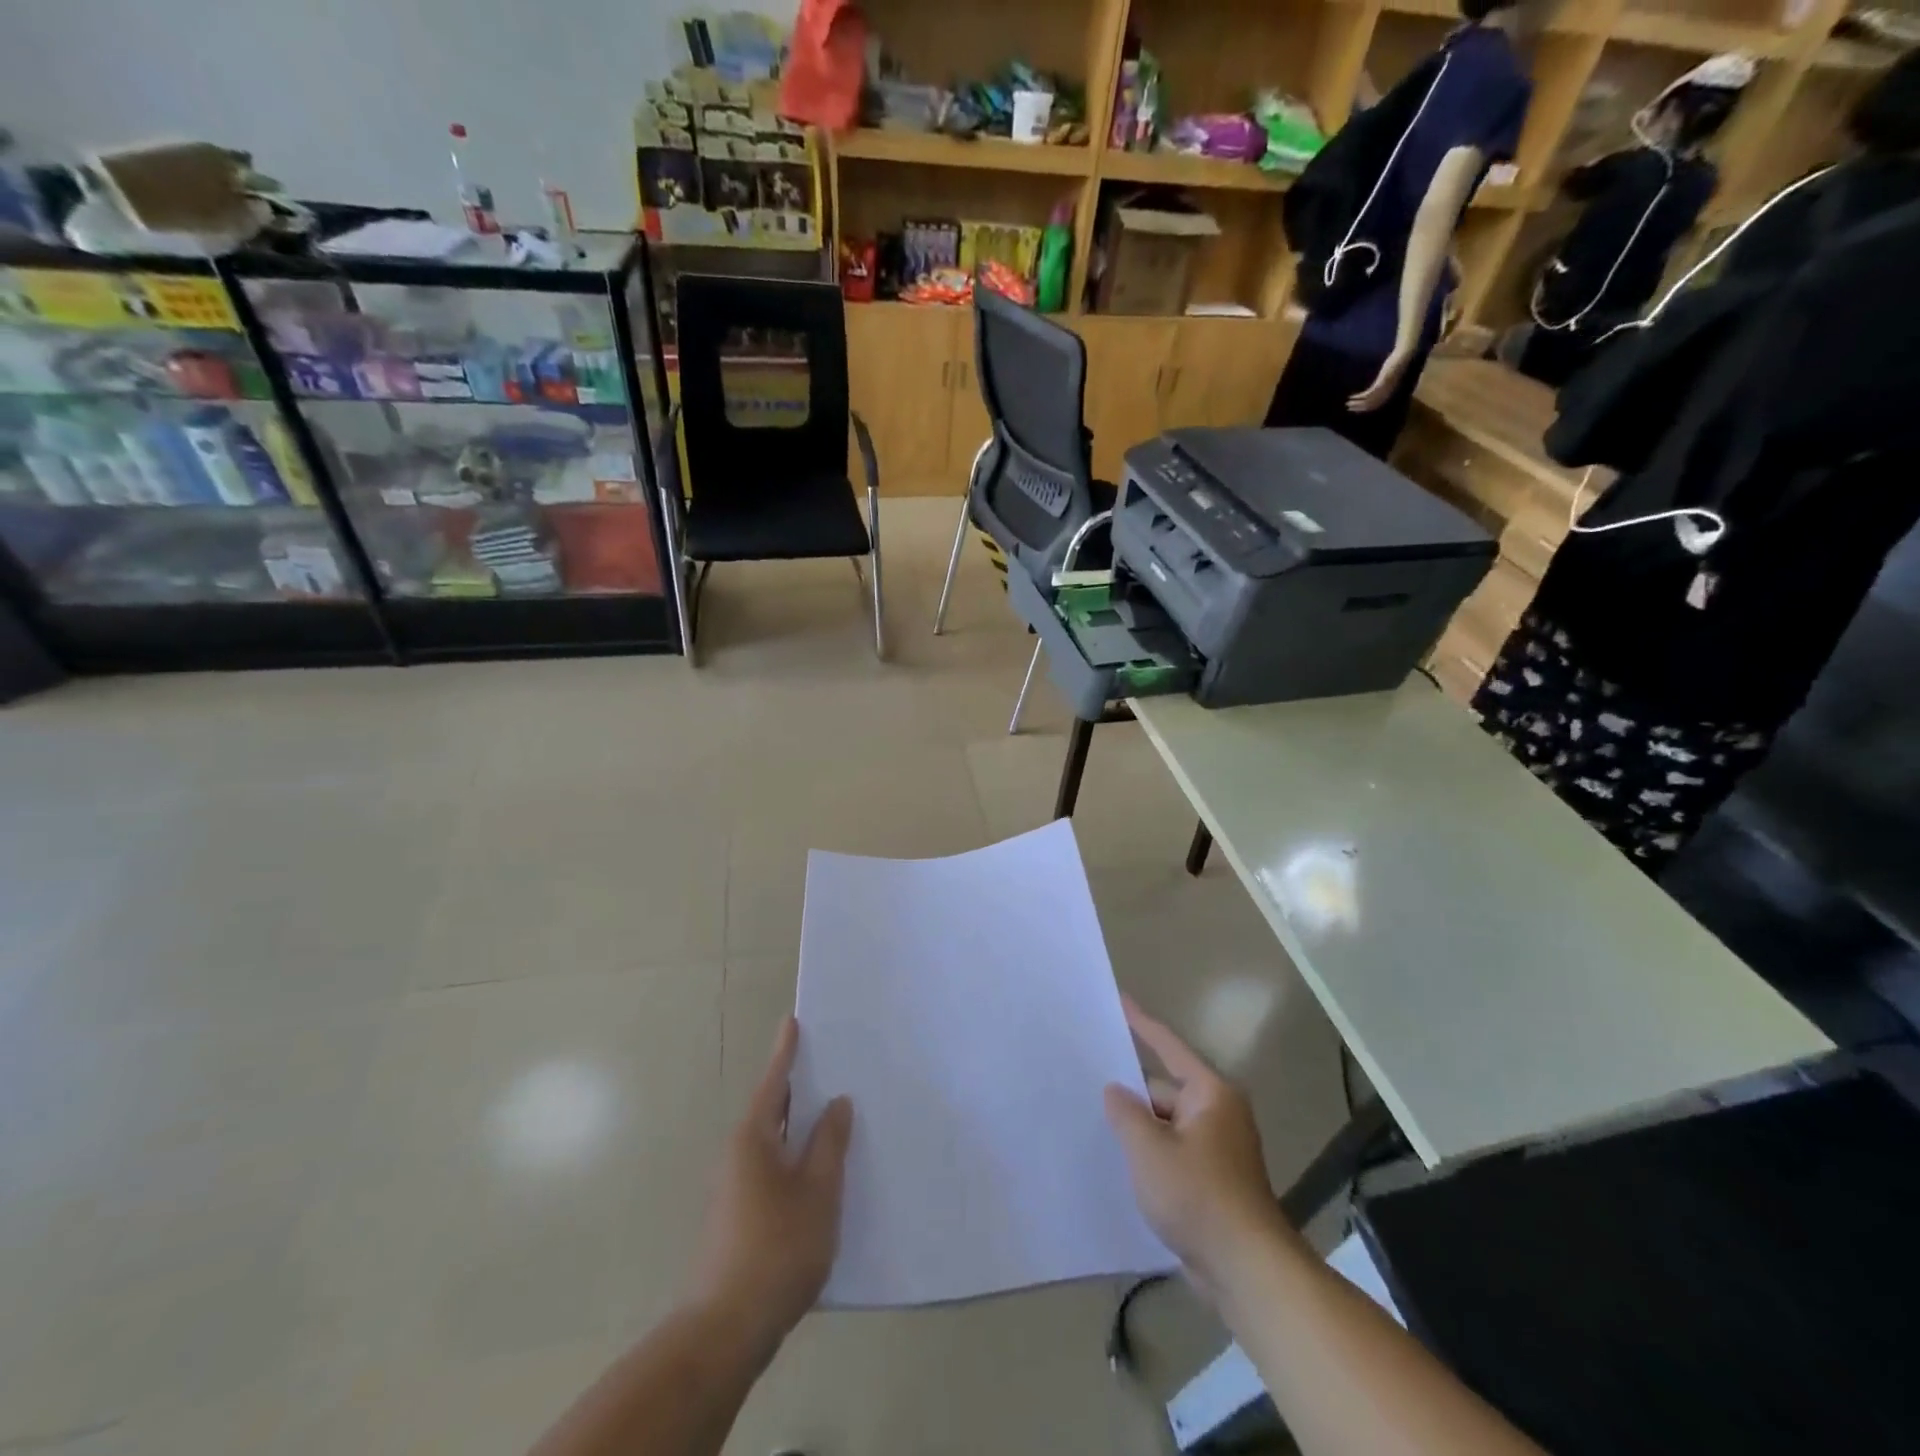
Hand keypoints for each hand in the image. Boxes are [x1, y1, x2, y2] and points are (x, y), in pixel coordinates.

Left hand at [692, 1017, 852, 1352]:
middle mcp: (738, 1154)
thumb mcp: (818, 1191)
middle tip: (830, 1065)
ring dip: (798, 1126)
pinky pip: (771, 1167)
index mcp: (754, 1138)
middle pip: (772, 1109)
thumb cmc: (777, 1247)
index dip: (786, 1051)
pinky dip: (794, 1156)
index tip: (792, 1021)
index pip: (775, 1082)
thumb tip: (836, 1103)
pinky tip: (818, 1171)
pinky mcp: (737, 1216)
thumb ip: (829, 1143)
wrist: (726, 1329)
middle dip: (798, 1088)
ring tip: (833, 1115)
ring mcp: (734, 1187)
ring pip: (772, 1141)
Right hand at [1104, 996, 1280, 1293]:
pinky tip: (1121, 1162)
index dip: (1141, 1023)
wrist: (1246, 1271)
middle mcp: (1218, 1113)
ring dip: (1139, 1127)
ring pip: (1166, 1124)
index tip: (1120, 1000)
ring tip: (1095, 1121)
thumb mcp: (1149, 1149)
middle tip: (1088, 1081)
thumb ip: (1126, 1113)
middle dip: (1131, 1091)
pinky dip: (1151, 1153)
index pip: (1168, 1047)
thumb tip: (1115, 1091)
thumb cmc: (1197, 1196)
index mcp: (1210, 1094)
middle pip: (1164, 1089)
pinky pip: (1173, 1152)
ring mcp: (1218, 1149)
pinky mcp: (1213, 1181)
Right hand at [1348, 347, 1415, 413]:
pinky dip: (1359, 397)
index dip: (1365, 409)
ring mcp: (1384, 389)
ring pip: (1368, 401)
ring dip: (1357, 403)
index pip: (1375, 405)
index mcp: (1389, 392)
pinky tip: (1352, 396)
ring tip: (1347, 403)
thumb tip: (1376, 387)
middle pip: (1371, 405)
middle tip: (1348, 408)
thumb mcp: (1390, 375)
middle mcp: (1386, 393)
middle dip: (1359, 408)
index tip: (1355, 410)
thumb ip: (1384, 382)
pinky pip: (1368, 393)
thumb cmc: (1397, 363)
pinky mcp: (1381, 383)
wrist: (1403, 357)